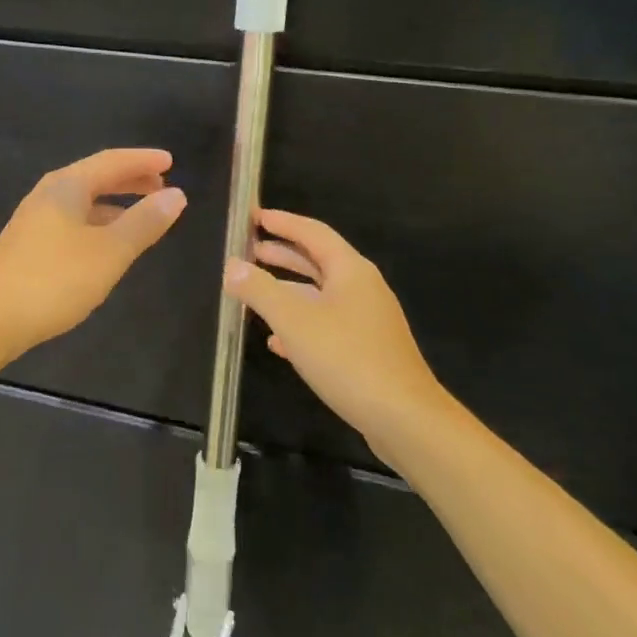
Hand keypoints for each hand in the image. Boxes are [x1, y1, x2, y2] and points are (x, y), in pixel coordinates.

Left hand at [0, 149, 187, 355]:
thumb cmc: (54, 279)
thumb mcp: (109, 251)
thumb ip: (144, 223)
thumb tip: (176, 194)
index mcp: (67, 186)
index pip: (111, 161)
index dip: (142, 160)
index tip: (171, 160)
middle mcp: (48, 195)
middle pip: (95, 177)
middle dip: (129, 179)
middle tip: (161, 185)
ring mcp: (35, 220)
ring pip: (83, 201)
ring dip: (114, 202)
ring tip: (142, 214)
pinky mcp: (28, 246)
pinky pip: (73, 221)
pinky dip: (98, 223)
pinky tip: (107, 244)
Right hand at [225, 209, 450, 454]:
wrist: (404, 419)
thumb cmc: (347, 359)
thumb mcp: (294, 321)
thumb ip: (260, 290)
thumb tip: (232, 267)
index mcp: (350, 271)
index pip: (313, 233)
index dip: (283, 222)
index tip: (254, 217)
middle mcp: (361, 289)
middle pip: (317, 261)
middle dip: (282, 255)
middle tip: (249, 250)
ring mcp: (366, 321)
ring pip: (319, 295)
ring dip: (287, 290)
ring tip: (254, 292)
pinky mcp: (366, 350)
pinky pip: (326, 324)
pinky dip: (299, 324)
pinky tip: (276, 342)